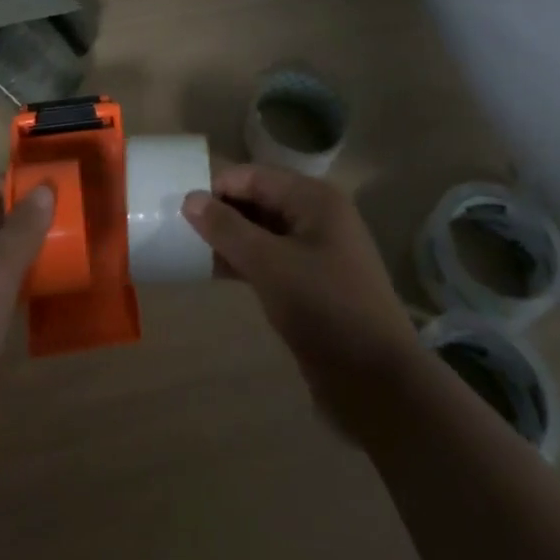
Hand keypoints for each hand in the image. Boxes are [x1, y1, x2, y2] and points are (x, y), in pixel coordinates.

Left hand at [0, 178, 53, 457]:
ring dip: (31, 249)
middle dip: (33, 217)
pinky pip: (0, 282)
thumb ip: (21, 231)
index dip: (23, 185)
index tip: (64, 190)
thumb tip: (45, 188)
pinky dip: (24, 278)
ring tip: (73, 249)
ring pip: (0, 251)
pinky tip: (52, 285)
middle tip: (77, 221)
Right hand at [182, 164, 419, 441]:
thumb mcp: (269, 264)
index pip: (254, 176)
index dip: (218, 188)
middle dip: (223, 213)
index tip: (181, 210)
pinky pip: (272, 259)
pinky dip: (246, 261)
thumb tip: (190, 199)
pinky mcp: (314, 283)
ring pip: (264, 232)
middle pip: (260, 200)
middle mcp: (319, 216)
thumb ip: (227, 228)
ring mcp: (319, 251)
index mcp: (315, 199)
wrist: (377, 383)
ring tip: (193, 251)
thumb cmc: (323, 309)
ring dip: (231, 239)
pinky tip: (218, 273)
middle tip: (182, 231)